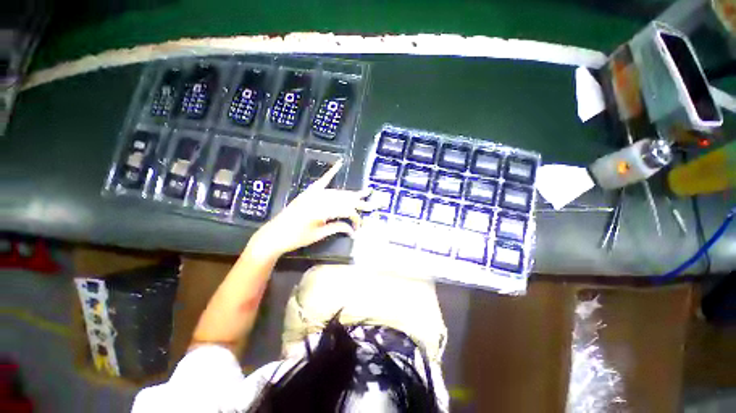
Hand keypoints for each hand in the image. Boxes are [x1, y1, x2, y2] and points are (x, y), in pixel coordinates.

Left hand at [249, 160, 370, 258]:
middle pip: (344, 199)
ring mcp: (314, 194)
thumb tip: (352, 229)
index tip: (359, 228)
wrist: (274, 234)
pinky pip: (323, 180)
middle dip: (360, 203)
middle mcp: (320, 199)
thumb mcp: (318, 234)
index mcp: (323, 210)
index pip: (346, 211)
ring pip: (338, 192)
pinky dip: (331, 172)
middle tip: (373, 204)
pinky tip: (339, 163)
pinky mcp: (309, 192)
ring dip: (351, 194)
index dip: (355, 219)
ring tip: (364, 193)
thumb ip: (337, 227)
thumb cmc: (296, 237)